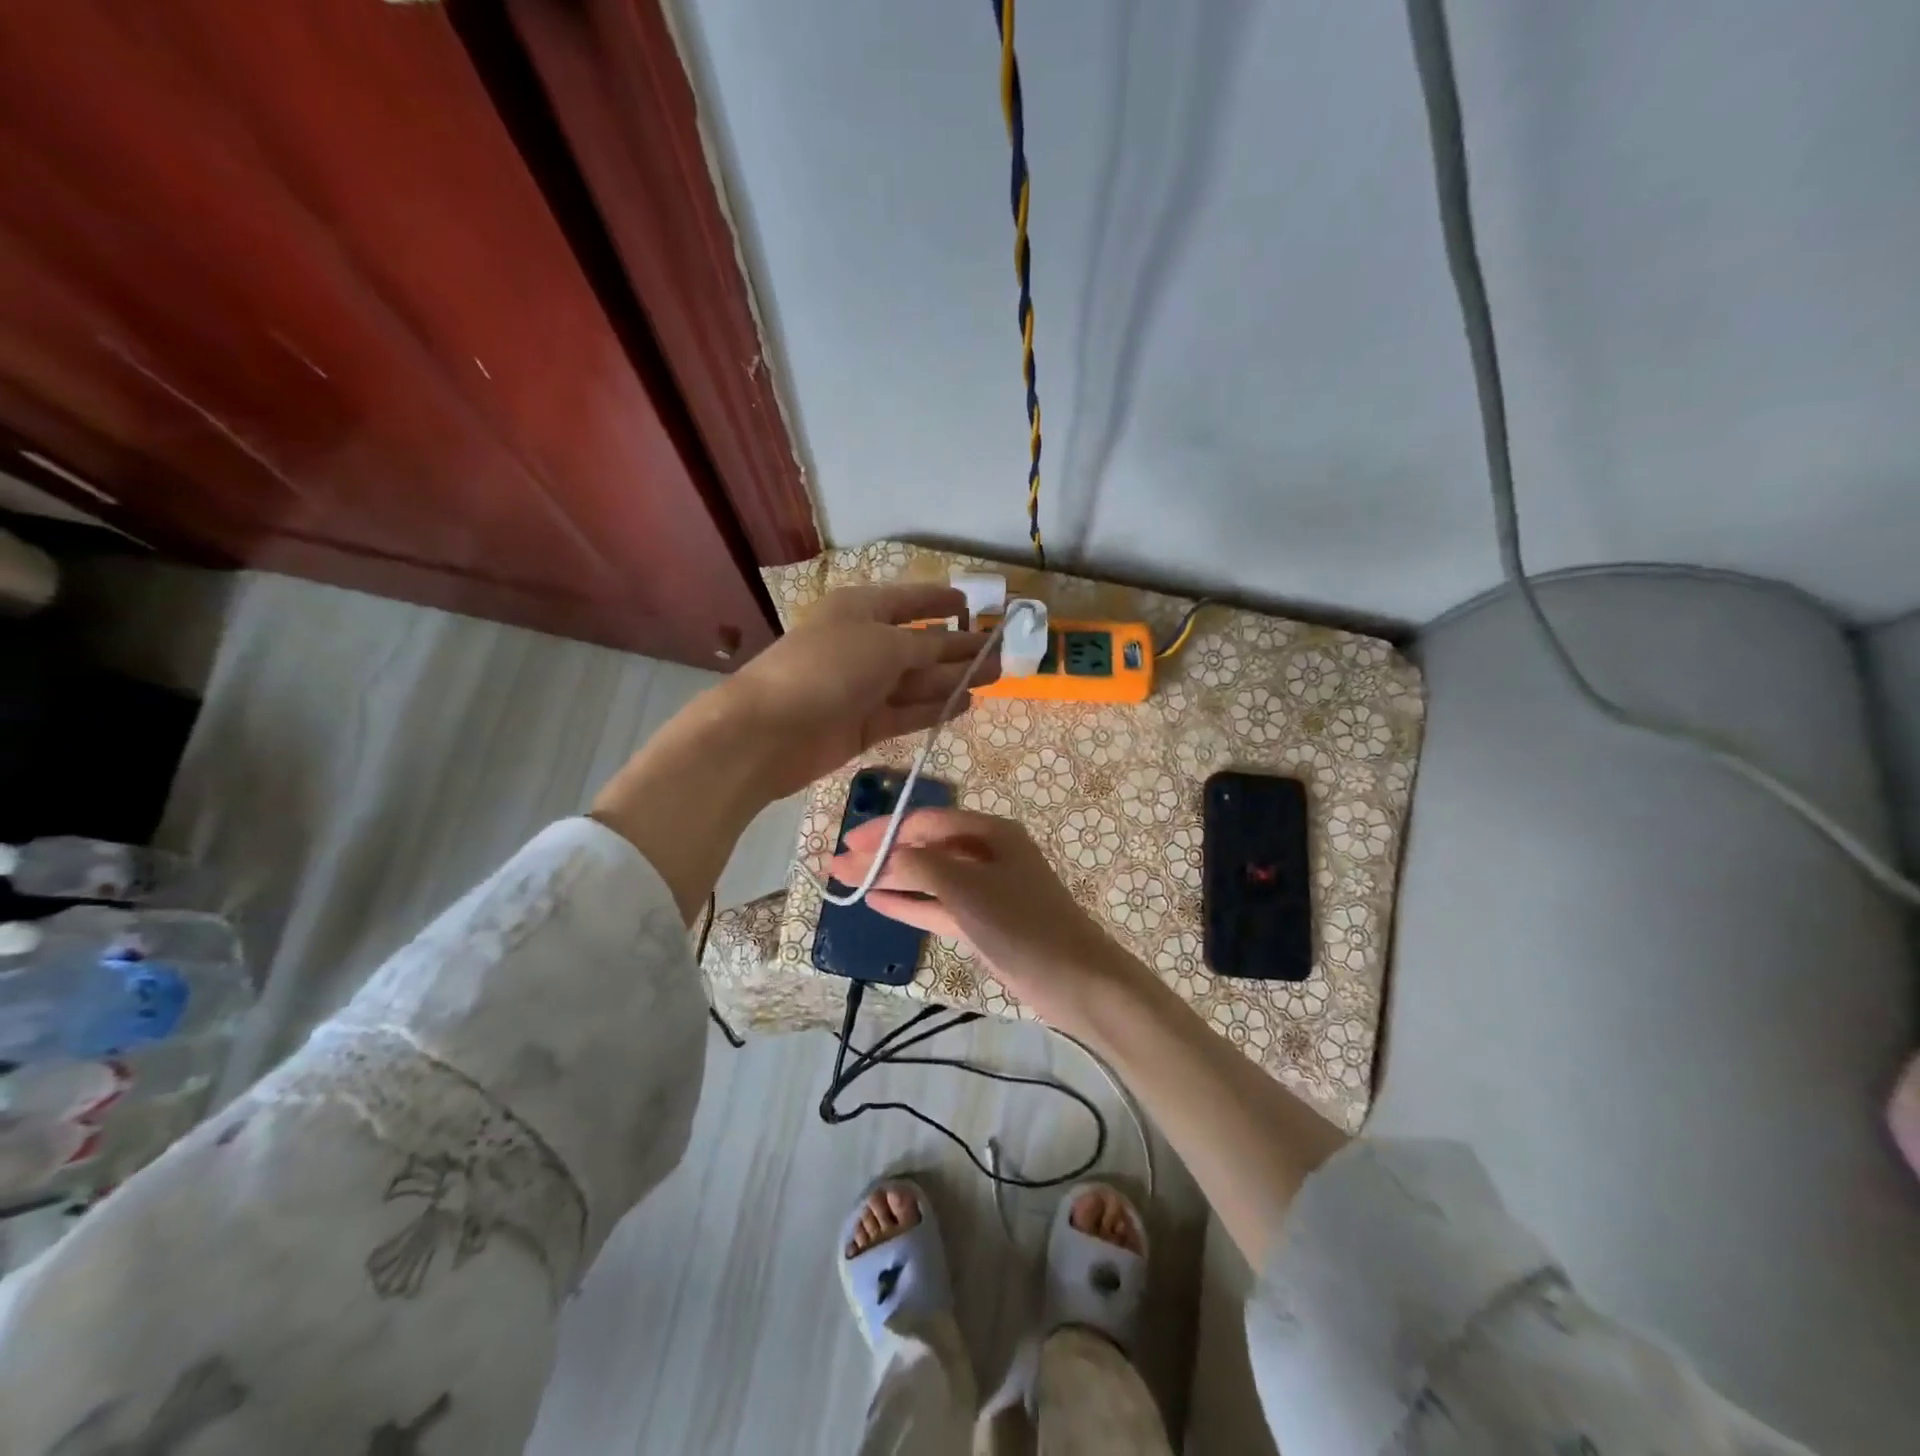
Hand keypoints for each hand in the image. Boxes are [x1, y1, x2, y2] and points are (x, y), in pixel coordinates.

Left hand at [718, 583, 999, 800]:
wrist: (771, 731)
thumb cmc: (827, 669)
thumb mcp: (883, 645)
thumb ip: (925, 647)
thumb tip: (952, 648)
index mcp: (860, 610)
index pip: (906, 601)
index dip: (937, 600)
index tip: (968, 602)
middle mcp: (862, 645)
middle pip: (918, 645)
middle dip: (957, 647)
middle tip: (999, 654)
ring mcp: (862, 688)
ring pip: (916, 681)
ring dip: (953, 679)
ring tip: (993, 678)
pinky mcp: (862, 725)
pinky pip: (906, 712)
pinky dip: (934, 708)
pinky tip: (964, 705)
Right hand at [828, 808, 1146, 1031]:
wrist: (1074, 979)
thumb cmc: (1021, 922)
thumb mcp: (965, 886)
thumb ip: (916, 865)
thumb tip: (872, 856)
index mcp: (991, 831)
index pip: (926, 821)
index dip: (885, 830)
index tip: (847, 844)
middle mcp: (987, 854)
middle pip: (926, 847)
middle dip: (883, 855)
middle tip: (838, 866)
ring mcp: (986, 890)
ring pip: (929, 878)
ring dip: (892, 879)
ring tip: (848, 885)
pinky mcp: (983, 923)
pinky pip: (938, 906)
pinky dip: (910, 904)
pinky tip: (878, 903)